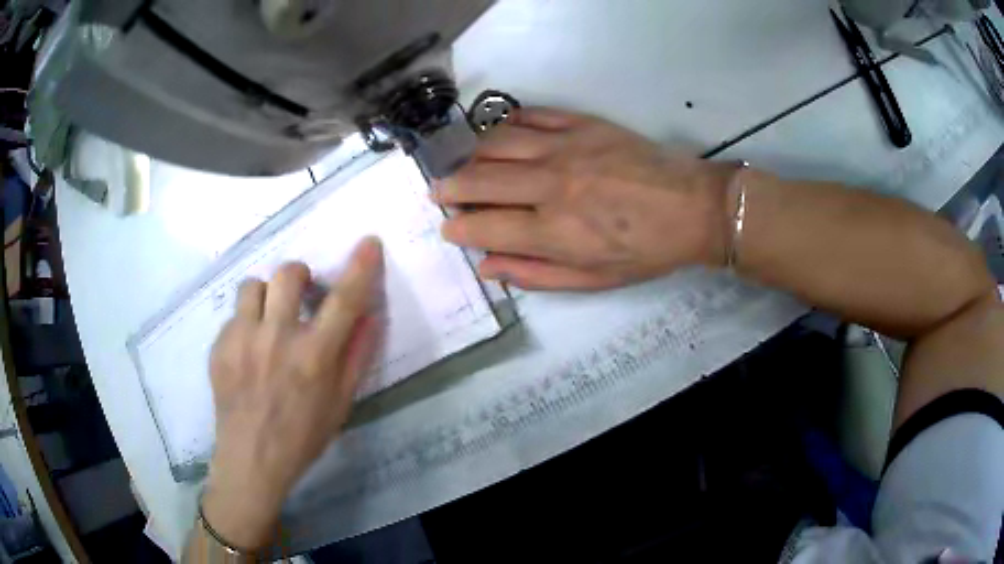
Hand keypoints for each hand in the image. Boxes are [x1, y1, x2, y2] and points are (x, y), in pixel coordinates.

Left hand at [201, 237, 382, 549]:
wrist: (251, 458)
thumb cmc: (302, 436)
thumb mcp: (340, 403)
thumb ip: (357, 356)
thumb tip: (371, 316)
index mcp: (313, 356)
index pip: (343, 300)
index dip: (360, 268)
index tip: (369, 242)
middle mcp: (277, 338)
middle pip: (288, 274)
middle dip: (299, 276)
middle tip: (300, 296)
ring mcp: (242, 339)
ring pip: (253, 285)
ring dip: (267, 296)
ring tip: (268, 320)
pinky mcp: (219, 345)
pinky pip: (234, 315)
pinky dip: (246, 323)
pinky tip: (248, 352)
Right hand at [434, 108, 733, 289]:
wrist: (694, 207)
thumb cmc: (647, 251)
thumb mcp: (594, 281)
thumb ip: (537, 274)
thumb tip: (488, 266)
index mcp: (555, 232)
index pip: (482, 227)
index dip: (457, 228)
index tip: (450, 227)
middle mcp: (551, 186)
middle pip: (478, 180)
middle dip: (449, 188)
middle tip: (442, 193)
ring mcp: (565, 148)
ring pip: (494, 143)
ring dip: (471, 156)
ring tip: (469, 166)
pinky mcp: (581, 123)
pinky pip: (528, 116)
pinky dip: (505, 125)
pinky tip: (501, 137)